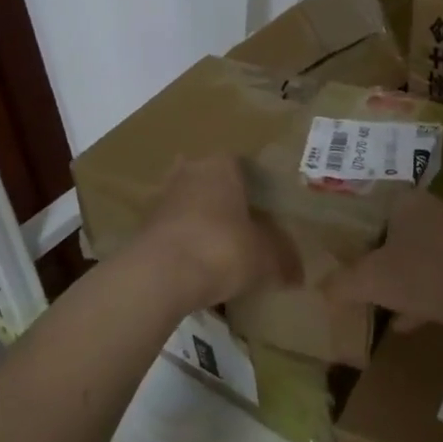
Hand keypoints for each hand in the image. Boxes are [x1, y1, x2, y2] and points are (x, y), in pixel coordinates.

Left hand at [136, 156, 299, 312]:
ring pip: (188, 206)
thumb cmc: (223, 249)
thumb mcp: (265, 257)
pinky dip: (184, 244)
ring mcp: (161, 198)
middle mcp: (188, 172)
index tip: (265, 210)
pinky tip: (197, 267)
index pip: (242, 165)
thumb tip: (298, 276)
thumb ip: (283, 260)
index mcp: (221, 166)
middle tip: (243, 227)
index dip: (255, 188)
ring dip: (201, 223)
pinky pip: (173, 231)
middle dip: (224, 202)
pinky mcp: (143, 227)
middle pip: (210, 182)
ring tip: (219, 250)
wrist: (161, 276)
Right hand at [324, 189, 442, 335]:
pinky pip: (436, 280)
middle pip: (394, 231)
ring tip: (374, 301)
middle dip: (375, 253)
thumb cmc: (421, 272)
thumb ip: (341, 283)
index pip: (372, 203)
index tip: (336, 242)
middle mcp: (432, 213)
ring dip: (398, 278)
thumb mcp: (369, 280)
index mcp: (406, 202)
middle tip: (352, 270)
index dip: (352, 223)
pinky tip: (404, 323)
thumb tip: (319, 289)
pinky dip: (419, 298)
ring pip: (416, 257)